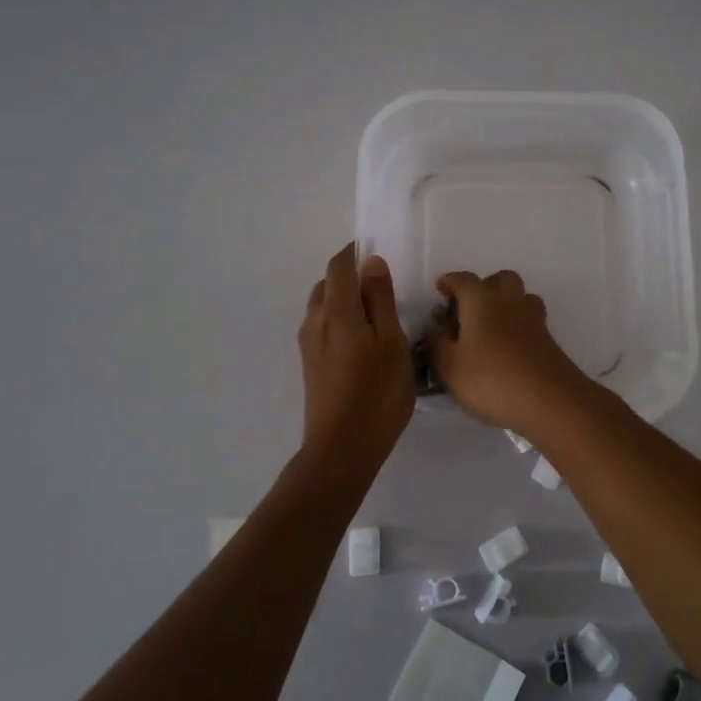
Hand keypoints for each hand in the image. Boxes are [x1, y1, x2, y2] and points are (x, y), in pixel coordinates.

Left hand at [298, 244, 414, 470]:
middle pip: (328, 284)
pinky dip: (340, 320)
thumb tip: (371, 263)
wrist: (342, 449)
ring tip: (377, 315)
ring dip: (345, 300)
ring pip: (323, 306)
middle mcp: (315, 322)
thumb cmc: (377, 394)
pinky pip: (322, 326)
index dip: (354, 252)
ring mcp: (309, 345)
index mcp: (336, 311)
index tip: (377, 251)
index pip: (339, 266)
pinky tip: (363, 341)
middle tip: (384, 288)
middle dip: (350, 276)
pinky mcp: (310, 365)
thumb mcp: (392, 343)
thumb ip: (380, 301)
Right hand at [426, 270, 593, 435]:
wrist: (550, 400)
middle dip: (484, 287)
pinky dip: (517, 325)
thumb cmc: (492, 379)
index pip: (464, 280)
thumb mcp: (450, 367)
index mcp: (481, 301)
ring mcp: (533, 319)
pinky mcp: (548, 339)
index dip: (450, 282)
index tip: (440, 289)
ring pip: (520, 297)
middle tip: (468, 309)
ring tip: (490, 327)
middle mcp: (509, 301)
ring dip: (505, 304)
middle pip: (500, 279)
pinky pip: (530, 320)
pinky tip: (508, 348)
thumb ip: (437, 344)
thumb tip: (435, 329)